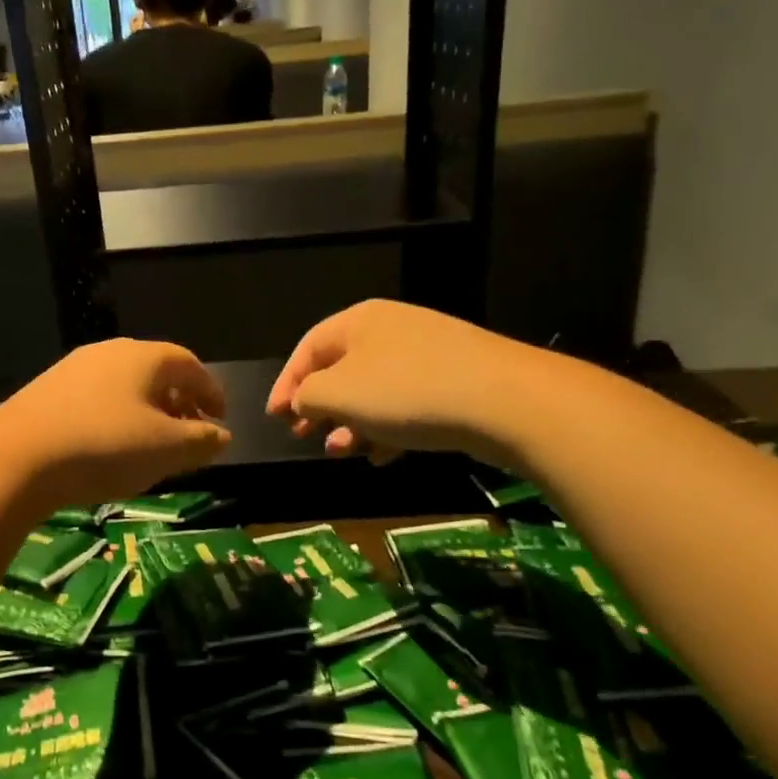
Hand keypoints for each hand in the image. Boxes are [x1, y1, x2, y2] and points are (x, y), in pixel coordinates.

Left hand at [0, 339, 230, 507]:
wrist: (16, 458)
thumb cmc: (105, 447)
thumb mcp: (167, 450)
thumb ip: (202, 440)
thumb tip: (221, 435)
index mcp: (144, 357)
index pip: (191, 366)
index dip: (211, 392)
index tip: (221, 420)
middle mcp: (109, 352)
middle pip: (157, 372)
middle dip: (180, 402)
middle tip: (190, 434)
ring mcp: (74, 369)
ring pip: (125, 385)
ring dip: (148, 411)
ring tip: (152, 444)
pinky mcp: (48, 390)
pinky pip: (98, 398)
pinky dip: (117, 416)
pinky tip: (110, 445)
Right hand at [266, 300, 548, 466]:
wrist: (503, 400)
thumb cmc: (405, 391)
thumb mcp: (338, 393)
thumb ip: (307, 395)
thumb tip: (302, 400)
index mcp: (358, 322)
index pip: (308, 349)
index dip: (285, 383)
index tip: (274, 418)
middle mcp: (390, 331)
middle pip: (340, 370)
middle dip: (319, 407)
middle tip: (303, 435)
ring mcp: (426, 355)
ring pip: (373, 392)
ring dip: (351, 424)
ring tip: (342, 452)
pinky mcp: (453, 382)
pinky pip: (406, 405)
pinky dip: (387, 429)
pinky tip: (384, 456)